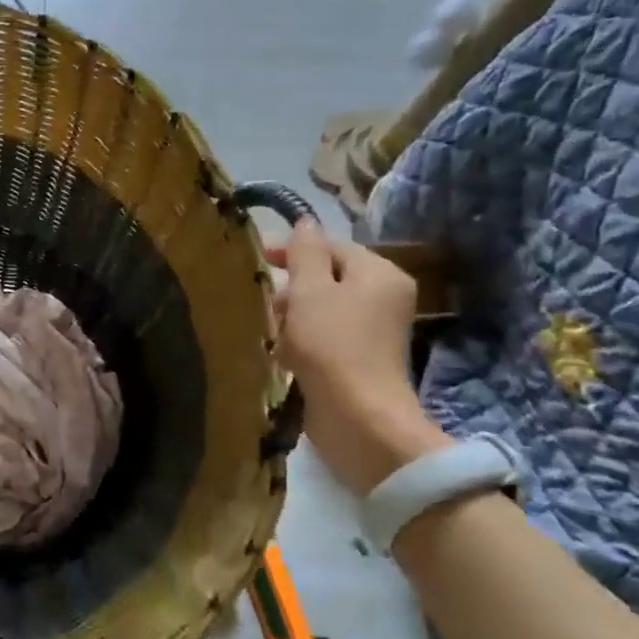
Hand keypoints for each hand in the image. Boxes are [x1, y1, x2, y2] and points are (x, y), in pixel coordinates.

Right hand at [269, 220, 448, 495]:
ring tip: (266, 327)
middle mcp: (383, 298)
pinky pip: (324, 337)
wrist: (356, 416)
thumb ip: (305, 253)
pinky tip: (279, 351)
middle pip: (328, 278)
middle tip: (260, 300)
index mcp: (379, 274)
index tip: (255, 259)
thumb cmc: (332, 345)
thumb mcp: (310, 291)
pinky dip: (300, 339)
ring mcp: (372, 333)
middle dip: (291, 286)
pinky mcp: (358, 361)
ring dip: (291, 315)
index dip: (293, 249)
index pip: (333, 247)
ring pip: (322, 310)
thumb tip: (304, 222)